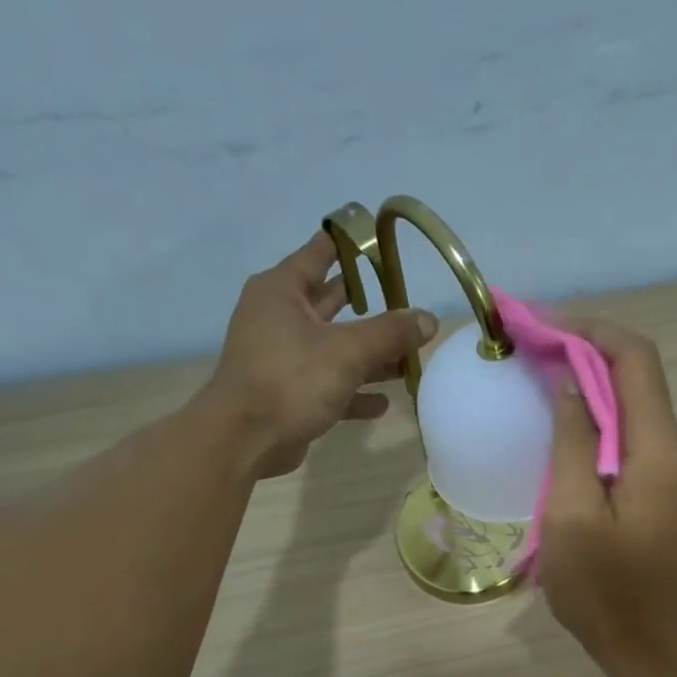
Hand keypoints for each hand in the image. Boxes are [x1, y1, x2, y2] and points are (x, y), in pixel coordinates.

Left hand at [205, 232, 437, 477]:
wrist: (247, 438)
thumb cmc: (292, 379)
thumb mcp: (348, 351)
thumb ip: (391, 333)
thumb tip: (429, 320)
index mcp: (283, 291)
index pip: (320, 253)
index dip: (349, 244)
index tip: (377, 237)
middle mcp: (280, 318)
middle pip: (332, 304)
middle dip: (370, 308)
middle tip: (405, 303)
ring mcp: (284, 358)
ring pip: (335, 349)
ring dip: (371, 356)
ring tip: (408, 361)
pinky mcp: (290, 394)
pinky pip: (330, 386)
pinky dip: (355, 392)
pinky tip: (383, 403)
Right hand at [540, 319, 676, 667]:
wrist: (648, 644)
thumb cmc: (603, 589)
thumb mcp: (571, 515)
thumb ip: (572, 442)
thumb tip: (568, 382)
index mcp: (659, 450)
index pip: (634, 359)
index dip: (589, 329)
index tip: (538, 324)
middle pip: (637, 376)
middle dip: (585, 349)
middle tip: (529, 346)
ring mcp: (675, 470)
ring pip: (634, 404)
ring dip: (589, 382)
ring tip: (538, 375)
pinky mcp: (664, 489)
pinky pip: (632, 435)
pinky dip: (598, 416)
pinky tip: (563, 422)